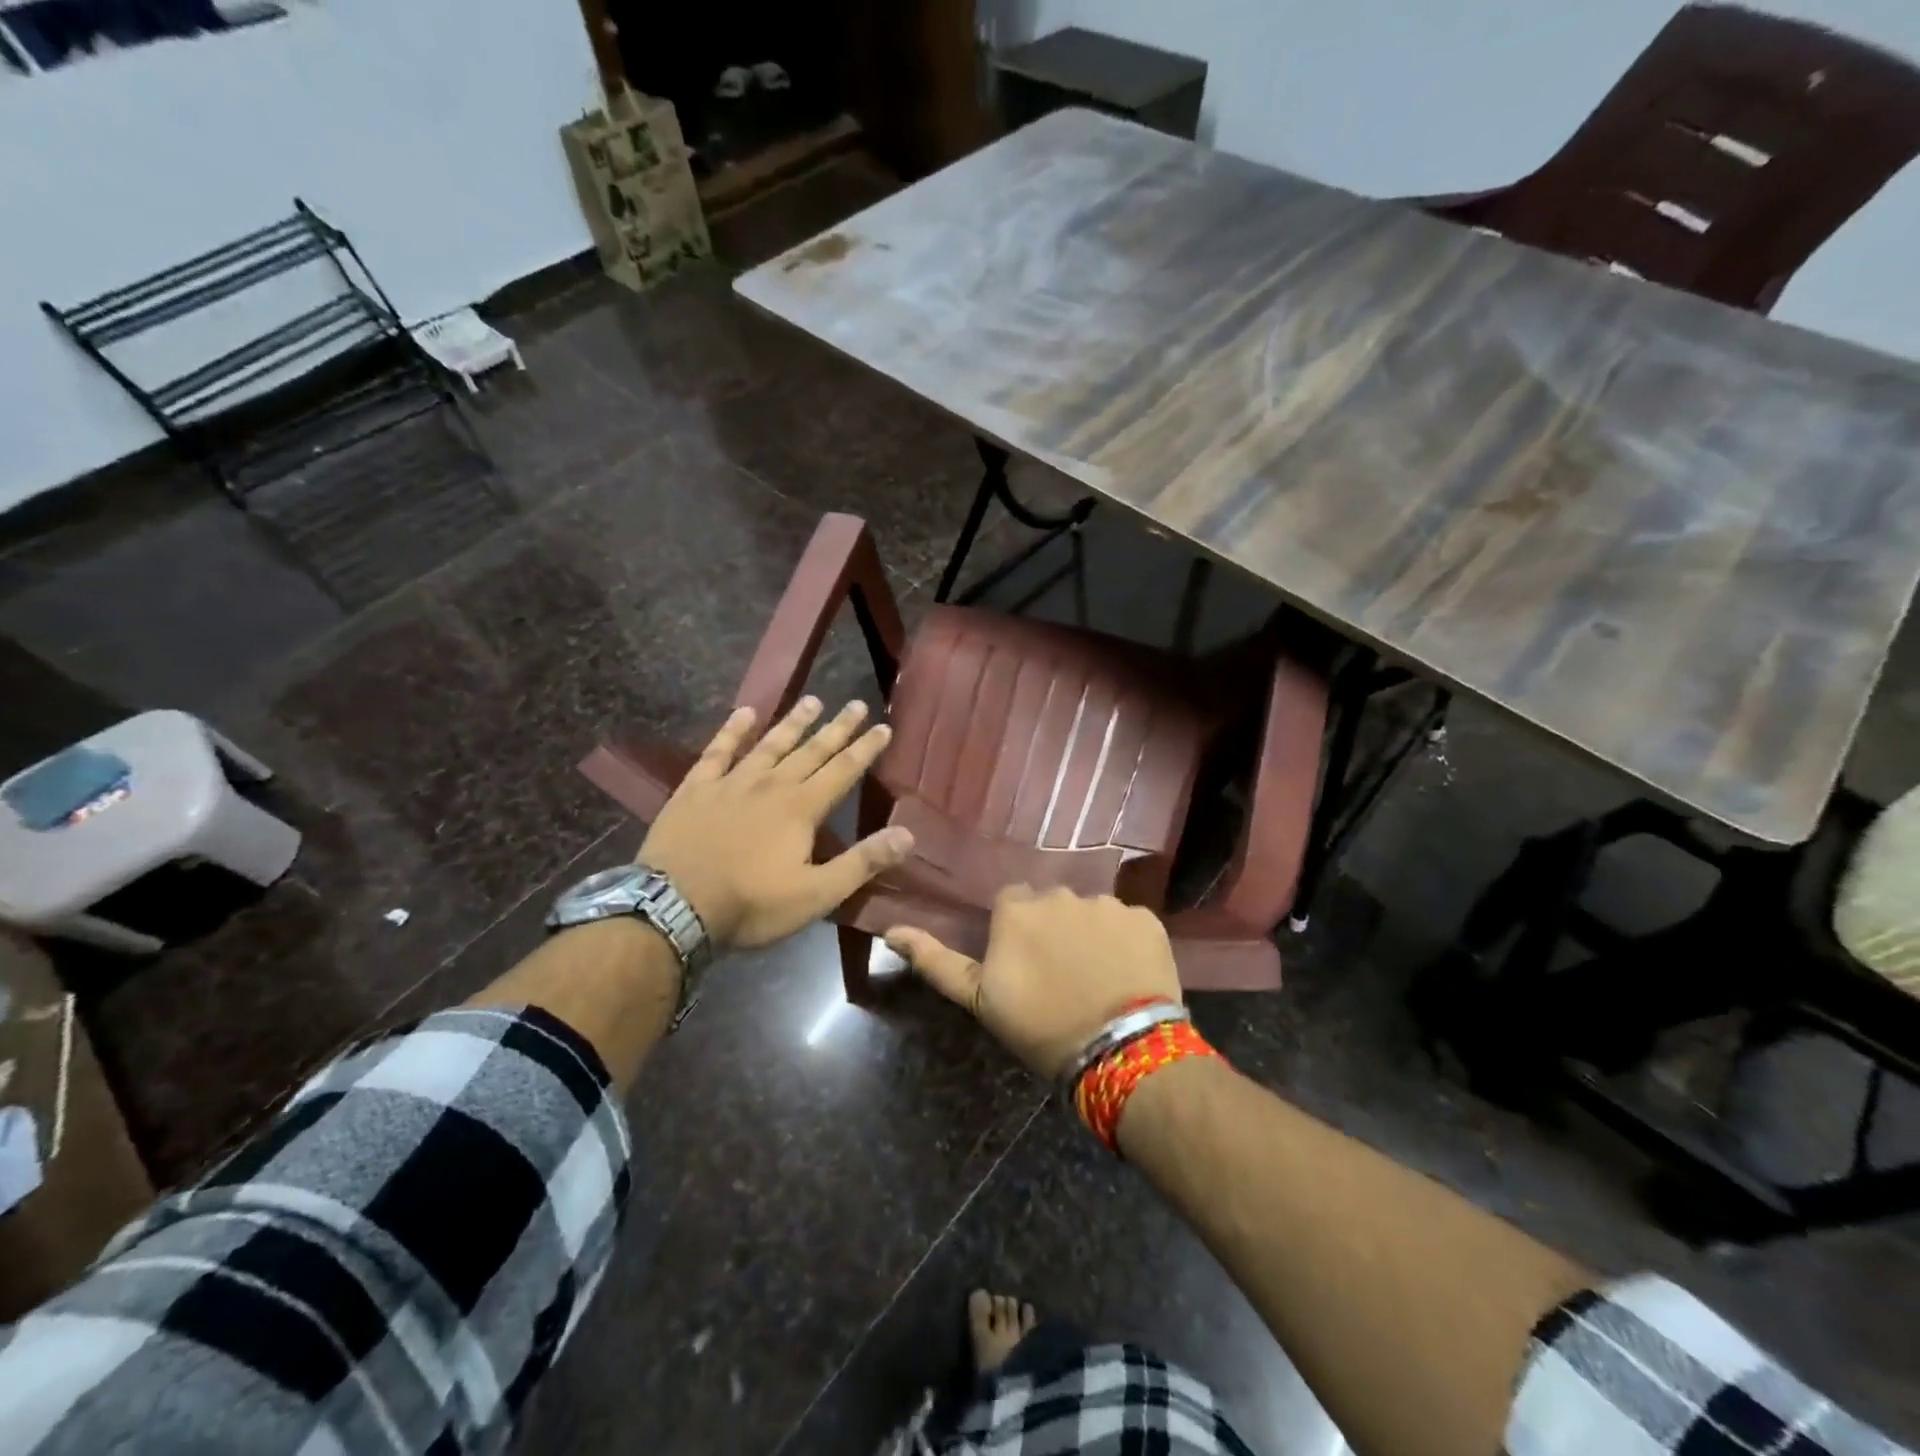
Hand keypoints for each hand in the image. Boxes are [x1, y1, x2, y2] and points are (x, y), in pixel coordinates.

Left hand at [639, 698, 912, 949]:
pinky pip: (718, 751)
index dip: (865, 748)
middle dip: (837, 728)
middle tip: (856, 704)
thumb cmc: (751, 904)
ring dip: (793, 722)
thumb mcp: (816, 894)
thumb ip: (862, 862)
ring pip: (770, 744)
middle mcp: (771, 785)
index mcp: (802, 808)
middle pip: (811, 750)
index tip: (884, 726)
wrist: (673, 907)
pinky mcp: (696, 789)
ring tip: (812, 700)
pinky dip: (732, 731)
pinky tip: (744, 713)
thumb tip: (908, 834)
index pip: (843, 770)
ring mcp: (731, 783)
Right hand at [886, 887, 1182, 1077]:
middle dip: (1053, 931)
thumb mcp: (980, 999)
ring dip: (1089, 936)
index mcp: (1018, 908)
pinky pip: (1128, 924)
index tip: (1024, 967)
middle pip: (1052, 905)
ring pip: (1091, 914)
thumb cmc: (1041, 1025)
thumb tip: (891, 931)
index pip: (1012, 905)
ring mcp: (1108, 904)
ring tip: (1097, 978)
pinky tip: (1127, 975)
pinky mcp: (1146, 919)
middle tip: (1061, 975)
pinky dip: (1125, 943)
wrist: (1122, 1050)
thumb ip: (937, 961)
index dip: (1017, 935)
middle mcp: (1062, 893)